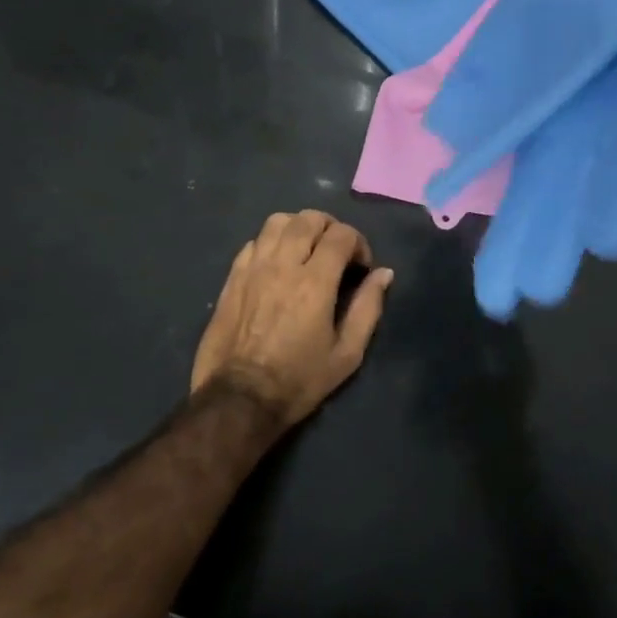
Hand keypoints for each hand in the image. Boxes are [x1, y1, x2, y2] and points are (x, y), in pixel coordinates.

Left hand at [191, 211, 394, 429]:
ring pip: (277, 221)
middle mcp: (283, 264)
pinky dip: (272, 243)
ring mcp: (253, 268)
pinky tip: (278, 264)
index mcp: (315, 282)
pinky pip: (254, 242)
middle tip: (337, 252)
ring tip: (306, 250)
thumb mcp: (347, 354)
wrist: (239, 398)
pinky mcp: (232, 277)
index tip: (361, 266)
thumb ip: (368, 308)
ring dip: (298, 228)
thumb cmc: (299, 380)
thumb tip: (384, 273)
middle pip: (308, 219)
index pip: (341, 235)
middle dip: (330, 228)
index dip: (358, 243)